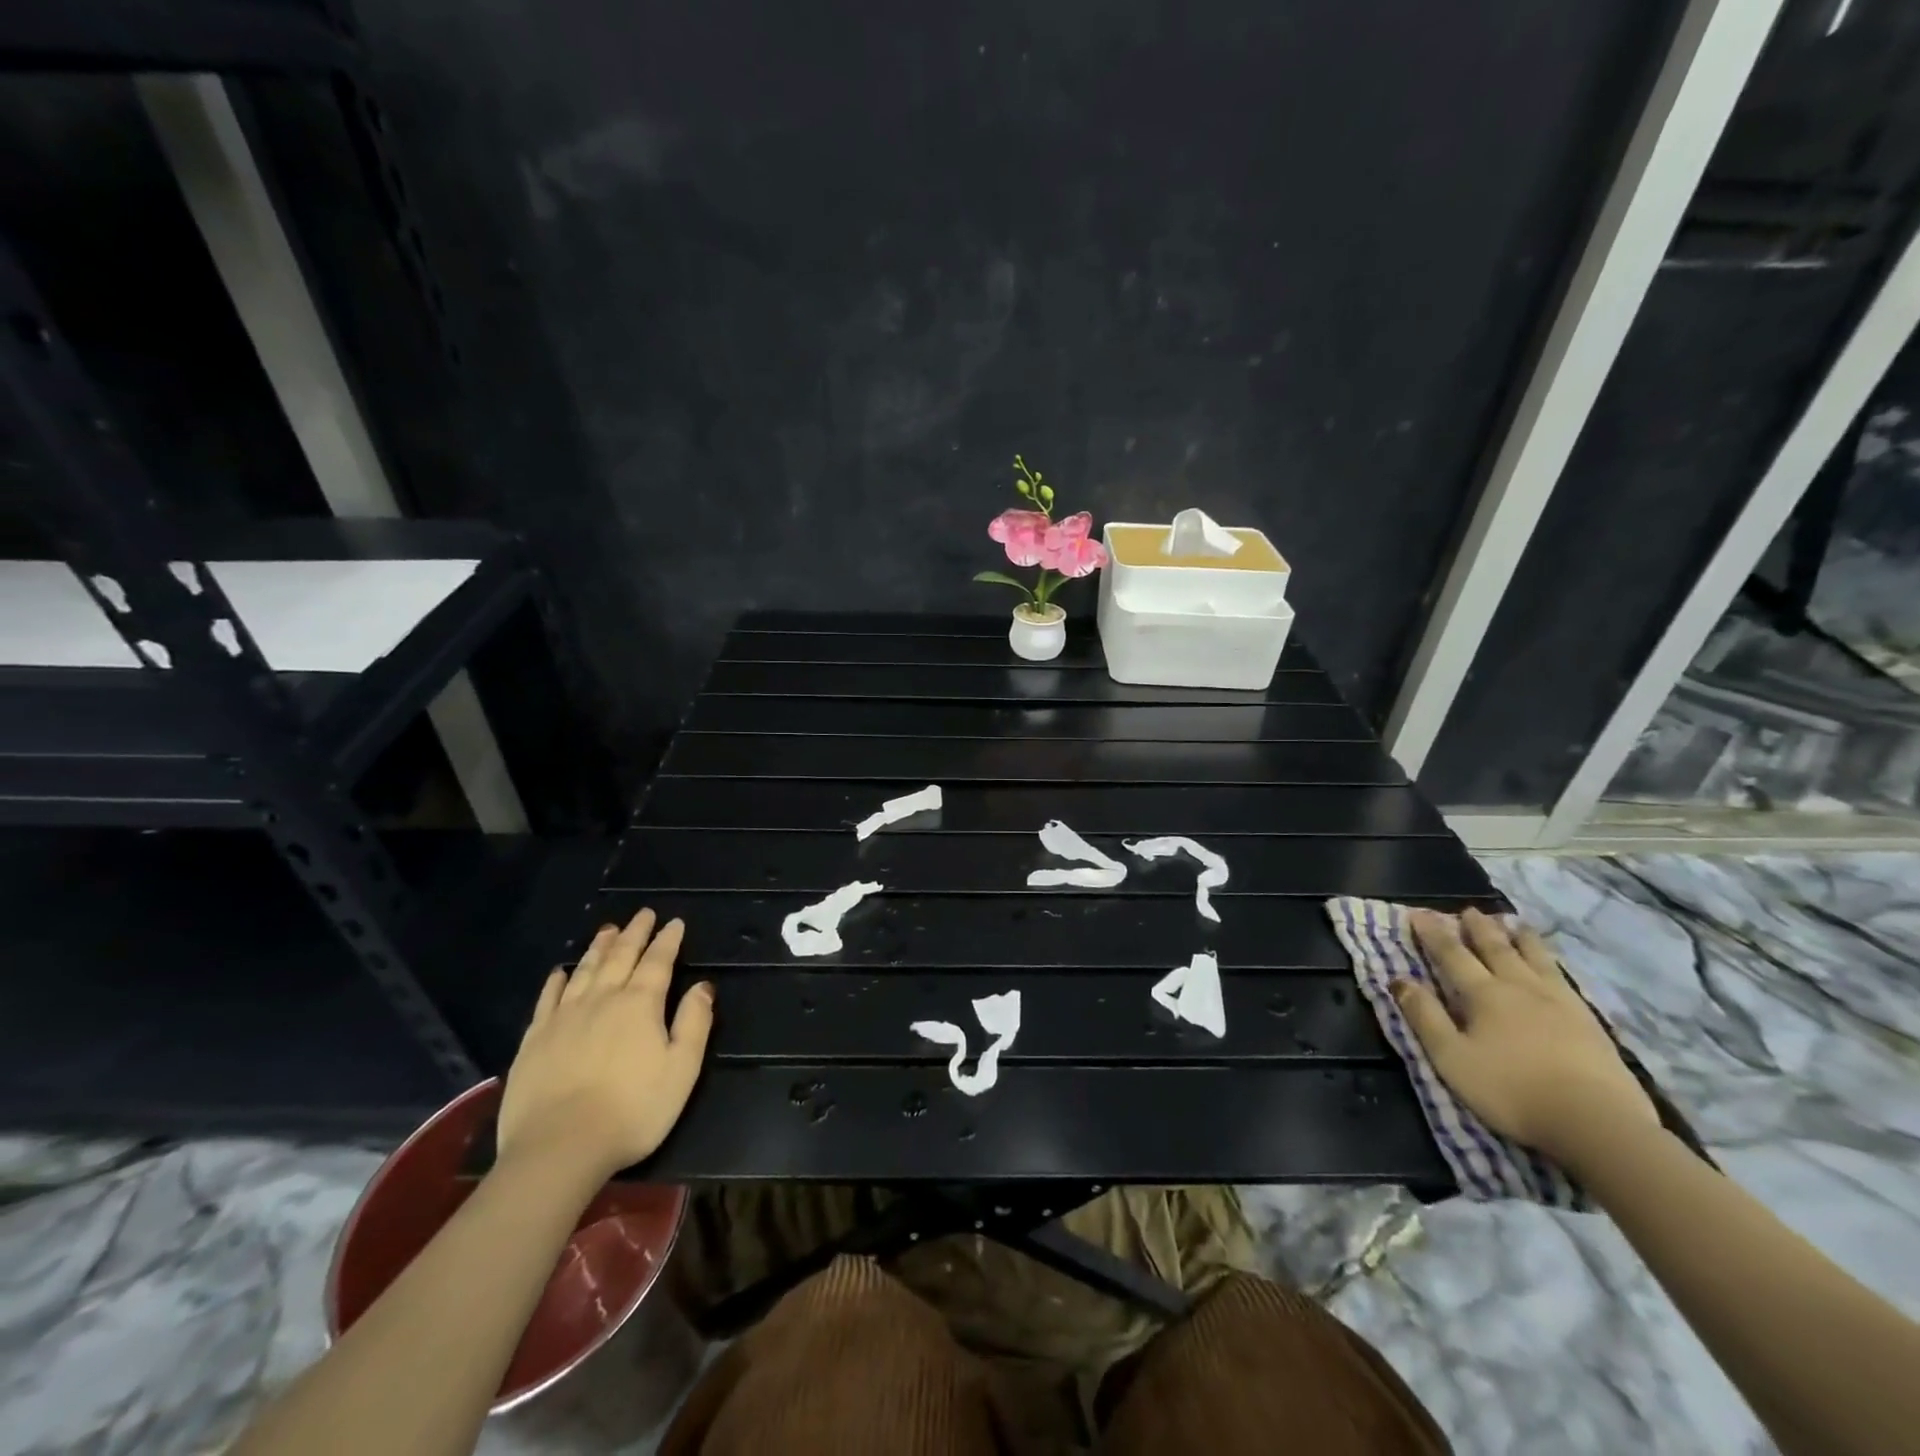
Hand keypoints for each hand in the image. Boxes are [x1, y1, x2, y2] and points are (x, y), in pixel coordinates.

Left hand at [497, 909, 713, 1182]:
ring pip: (585, 970)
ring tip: (608, 930)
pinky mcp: (535, 1040)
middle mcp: (602, 1000)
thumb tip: (702, 987)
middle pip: (620, 957)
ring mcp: (564, 1017)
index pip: (658, 961)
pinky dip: (557, 981)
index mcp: (640, 1004)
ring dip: (599, 947)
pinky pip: (548, 999)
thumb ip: (694, 1023)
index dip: (667, 940)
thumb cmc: (632, 1110)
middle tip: (643, 914)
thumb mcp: (681, 1070)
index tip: (674, 922)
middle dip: (634, 933)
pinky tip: (561, 972)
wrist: (559, 1148)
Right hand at [1398, 908, 1657, 1164]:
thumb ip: (1424, 1016)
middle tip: (1469, 910)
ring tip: (1514, 923)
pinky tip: (1553, 965)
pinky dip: (1552, 963)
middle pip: (1496, 949)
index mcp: (1483, 994)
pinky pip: (1564, 979)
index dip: (1433, 933)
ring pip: (1536, 959)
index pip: (1451, 955)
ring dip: (1520, 938)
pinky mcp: (1590, 1023)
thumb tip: (1399, 979)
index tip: (1419, 914)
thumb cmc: (1511, 1090)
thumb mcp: (1451, 1057)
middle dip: (1478, 928)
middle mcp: (1520, 988)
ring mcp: (1560, 1003)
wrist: (1596, 1122)